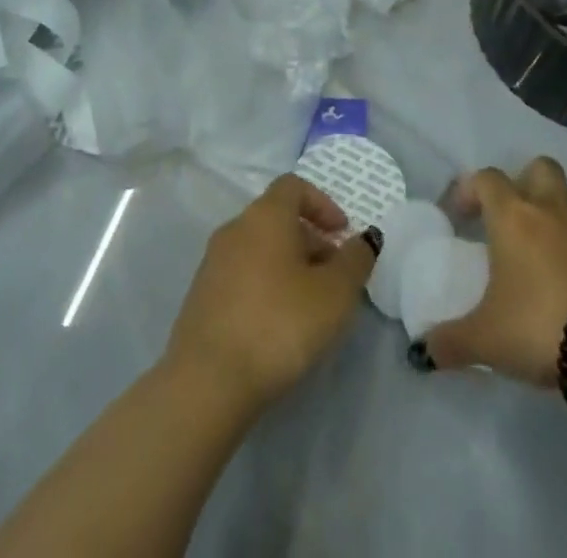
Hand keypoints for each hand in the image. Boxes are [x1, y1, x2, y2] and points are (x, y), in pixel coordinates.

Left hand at [165, 174, 377, 409]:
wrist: (208, 380)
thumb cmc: (279, 324)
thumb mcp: (335, 293)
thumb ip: (355, 260)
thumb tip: (364, 239)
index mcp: (265, 215)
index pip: (294, 186)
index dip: (322, 204)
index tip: (342, 234)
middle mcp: (235, 228)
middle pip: (277, 218)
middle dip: (310, 240)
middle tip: (334, 276)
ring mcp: (213, 262)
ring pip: (259, 248)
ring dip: (288, 265)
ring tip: (310, 305)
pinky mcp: (201, 296)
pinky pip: (242, 275)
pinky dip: (265, 285)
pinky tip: (278, 325)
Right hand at [421, 158, 566, 383]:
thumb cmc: (539, 323)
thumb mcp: (486, 339)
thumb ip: (451, 341)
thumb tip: (424, 351)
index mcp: (512, 216)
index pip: (487, 178)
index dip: (469, 190)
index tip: (459, 217)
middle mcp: (549, 210)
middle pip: (539, 168)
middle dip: (523, 182)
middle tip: (508, 215)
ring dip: (551, 213)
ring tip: (537, 249)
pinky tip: (563, 280)